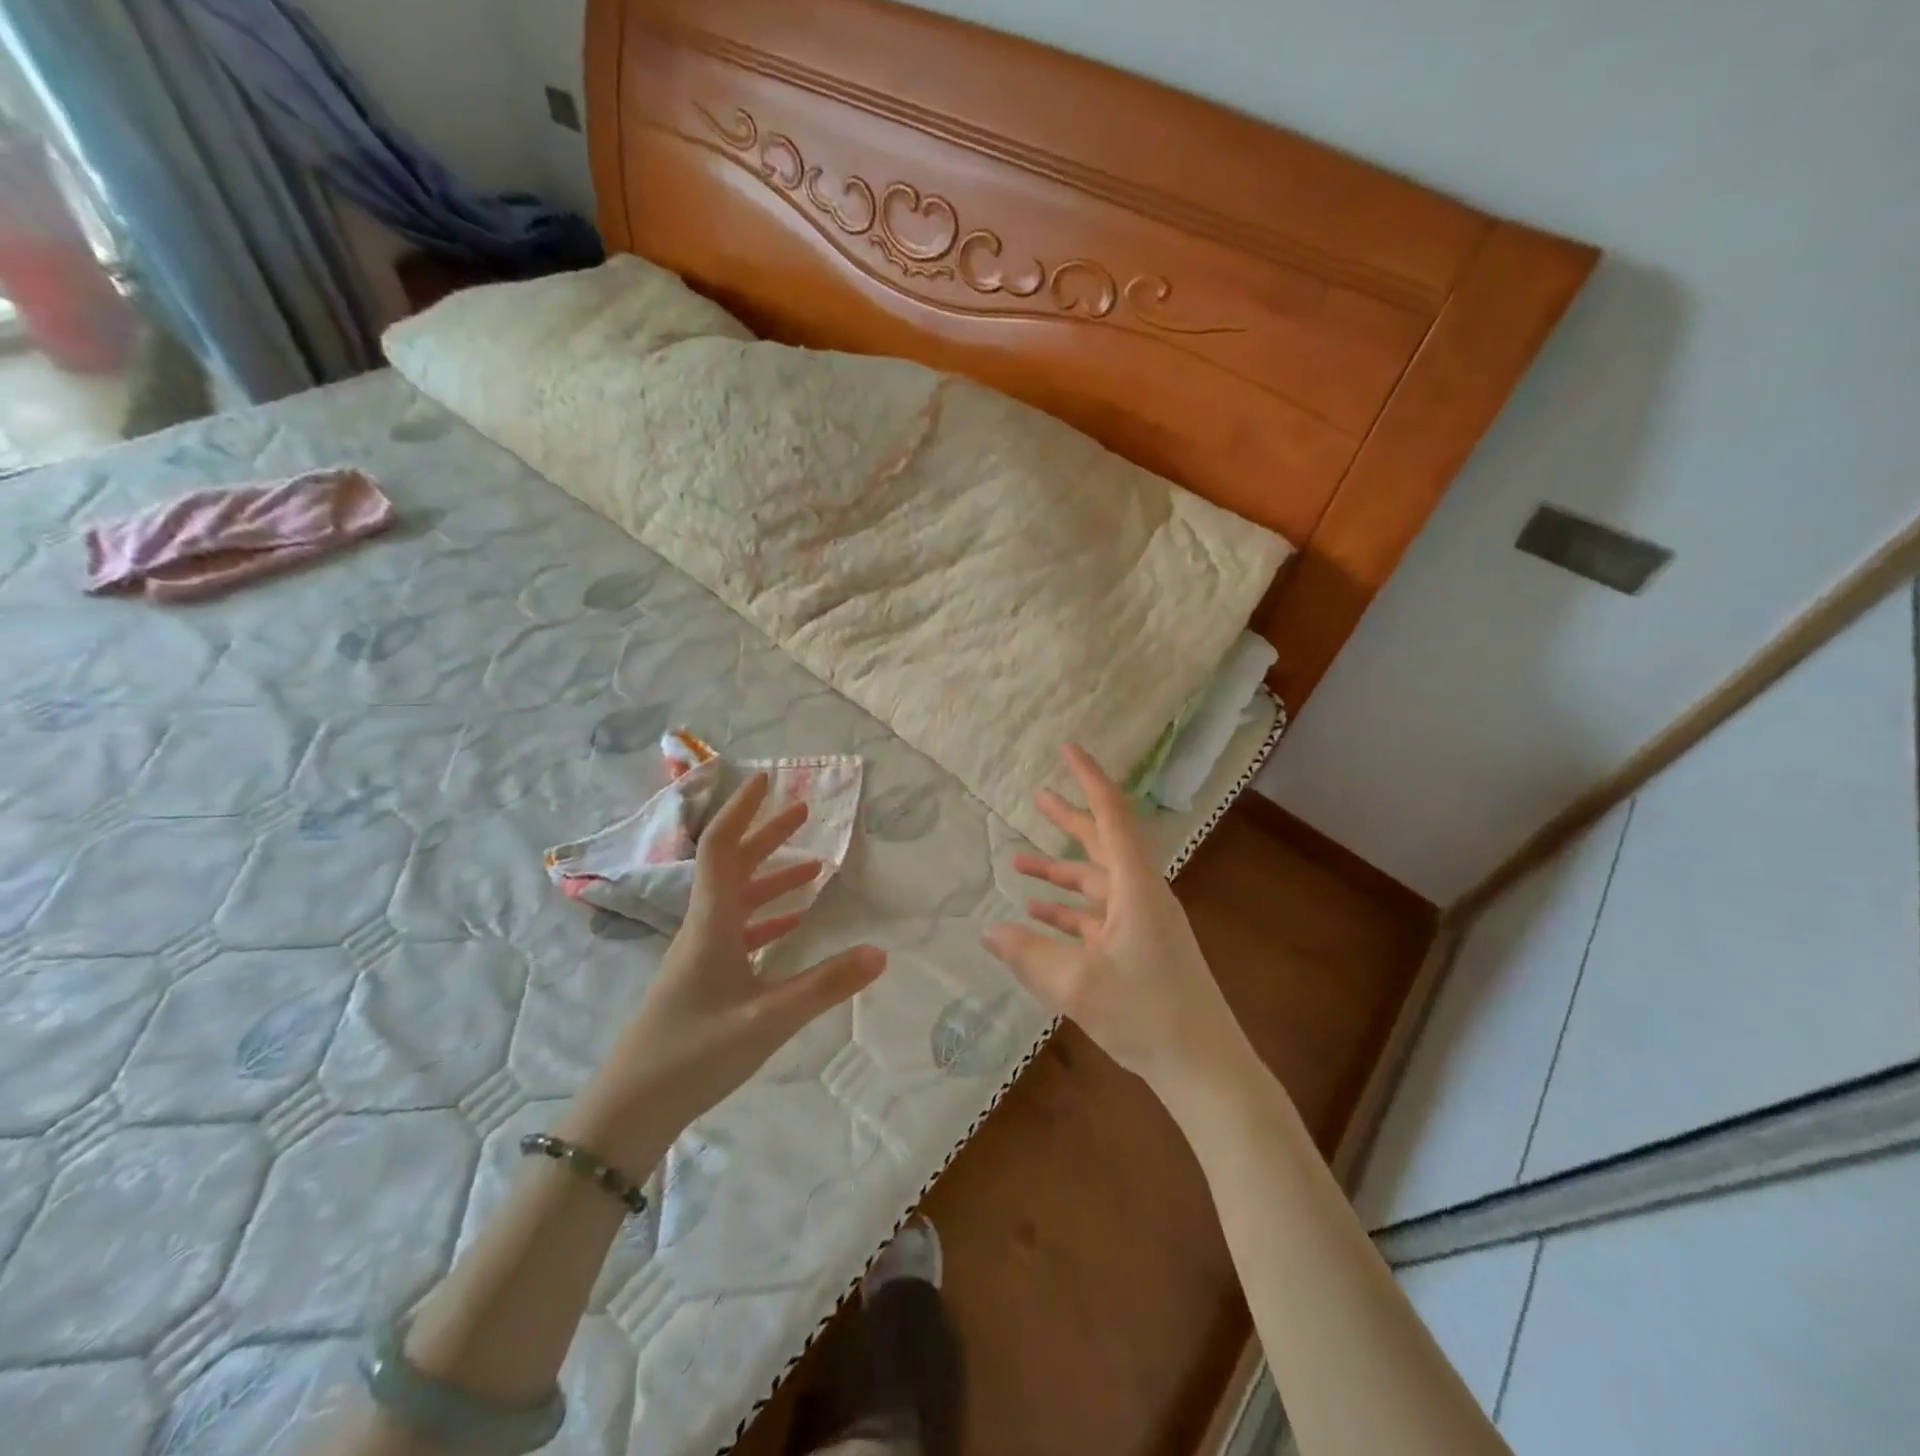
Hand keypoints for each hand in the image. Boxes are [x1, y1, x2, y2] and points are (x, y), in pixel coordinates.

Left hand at [585, 771, 887, 1146]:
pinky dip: (767, 918)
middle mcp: (704, 928)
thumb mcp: (769, 1019)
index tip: (766, 780)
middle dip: (767, 835)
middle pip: (733, 866)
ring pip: (738, 899)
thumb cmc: (694, 1053)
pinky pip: (739, 932)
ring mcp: (700, 955)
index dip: (742, 811)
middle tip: (803, 811)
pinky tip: (792, 925)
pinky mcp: (703, 980)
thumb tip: (880, 953)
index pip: (721, 848)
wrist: (630, 1109)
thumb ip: (825, 985)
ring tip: (813, 867)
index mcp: (712, 923)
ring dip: (772, 877)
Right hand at [982, 744, 1244, 1098]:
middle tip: (1036, 794)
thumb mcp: (1077, 984)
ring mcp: (1141, 922)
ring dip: (1059, 871)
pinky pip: (1095, 916)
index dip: (1089, 779)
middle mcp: (1141, 894)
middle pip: (1102, 843)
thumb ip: (1028, 954)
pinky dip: (1067, 910)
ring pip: (1094, 882)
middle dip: (1069, 819)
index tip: (1068, 749)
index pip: (1111, 815)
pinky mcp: (1137, 948)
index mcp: (1136, 886)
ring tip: (1017, 860)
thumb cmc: (1146, 1014)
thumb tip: (988, 932)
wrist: (1204, 1066)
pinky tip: (1036, 914)